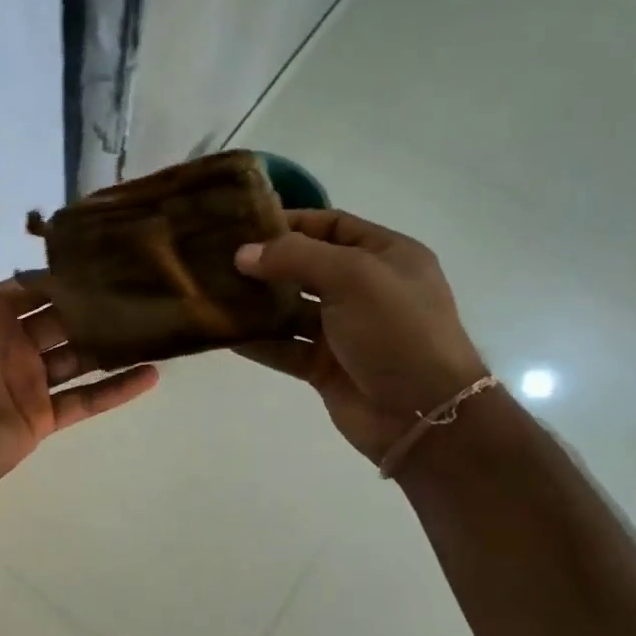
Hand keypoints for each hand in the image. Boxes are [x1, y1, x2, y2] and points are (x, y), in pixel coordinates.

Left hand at [0, 177, 158, 510]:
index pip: (35, 282)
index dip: (69, 267)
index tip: (113, 246)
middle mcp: (12, 342)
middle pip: (66, 315)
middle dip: (100, 300)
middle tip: (151, 279)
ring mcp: (29, 382)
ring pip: (82, 355)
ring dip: (115, 341)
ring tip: (162, 319)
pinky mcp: (42, 418)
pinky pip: (86, 401)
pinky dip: (118, 388)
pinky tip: (154, 373)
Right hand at [233, 209, 487, 462]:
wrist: (422, 413)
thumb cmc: (396, 331)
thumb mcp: (353, 276)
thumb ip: (296, 257)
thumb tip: (243, 253)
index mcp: (386, 256)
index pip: (333, 225)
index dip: (291, 222)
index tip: (244, 225)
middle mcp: (364, 289)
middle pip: (306, 266)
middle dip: (266, 263)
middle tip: (219, 260)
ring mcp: (344, 330)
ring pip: (290, 309)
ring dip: (256, 302)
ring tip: (213, 293)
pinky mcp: (324, 366)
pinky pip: (284, 346)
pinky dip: (257, 340)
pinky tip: (223, 332)